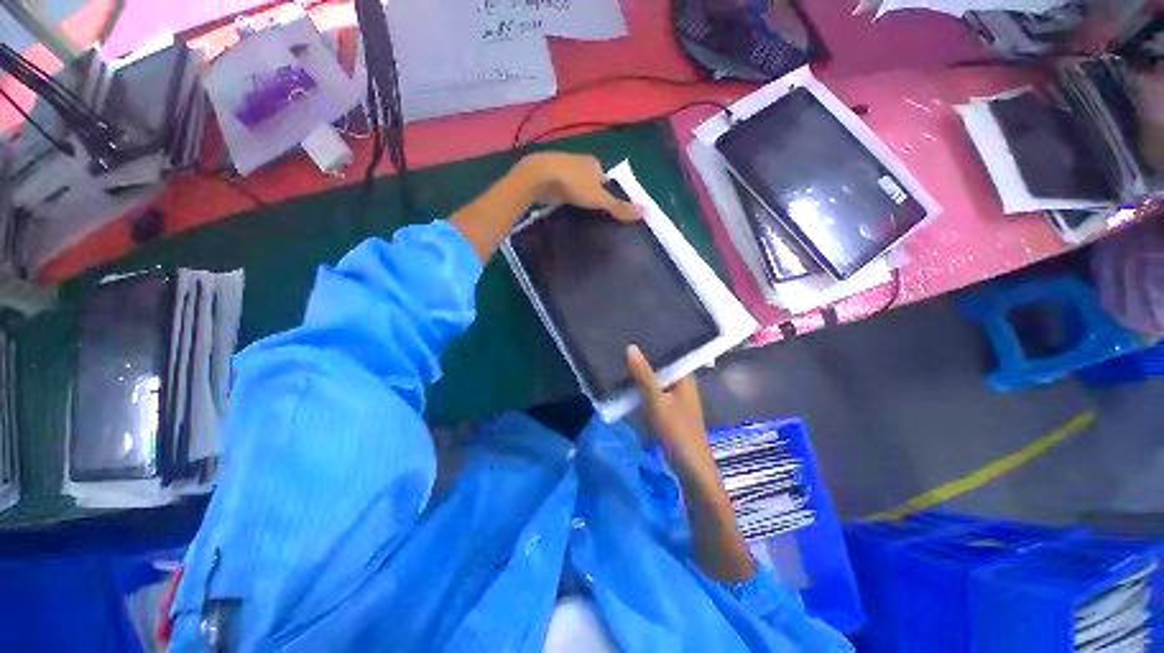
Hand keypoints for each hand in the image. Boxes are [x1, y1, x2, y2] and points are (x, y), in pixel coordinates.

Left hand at [516, 153, 640, 221]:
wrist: (540, 176)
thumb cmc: (574, 184)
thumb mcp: (599, 199)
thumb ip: (619, 207)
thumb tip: (646, 212)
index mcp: (595, 163)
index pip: (606, 178)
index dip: (607, 191)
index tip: (605, 206)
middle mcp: (580, 162)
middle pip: (591, 179)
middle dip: (591, 192)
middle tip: (592, 210)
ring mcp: (563, 167)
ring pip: (575, 182)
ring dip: (577, 193)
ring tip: (578, 209)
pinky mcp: (550, 175)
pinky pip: (562, 186)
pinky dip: (564, 194)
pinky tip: (563, 203)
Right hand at [626, 345, 715, 479]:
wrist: (690, 467)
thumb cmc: (676, 430)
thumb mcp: (657, 400)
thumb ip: (644, 375)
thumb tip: (630, 347)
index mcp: (685, 377)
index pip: (670, 352)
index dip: (653, 342)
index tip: (633, 332)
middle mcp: (683, 383)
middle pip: (662, 365)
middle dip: (644, 358)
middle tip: (621, 344)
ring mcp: (677, 397)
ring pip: (657, 379)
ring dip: (643, 373)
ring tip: (621, 359)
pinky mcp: (670, 409)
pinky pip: (655, 391)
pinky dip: (644, 387)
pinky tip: (629, 383)